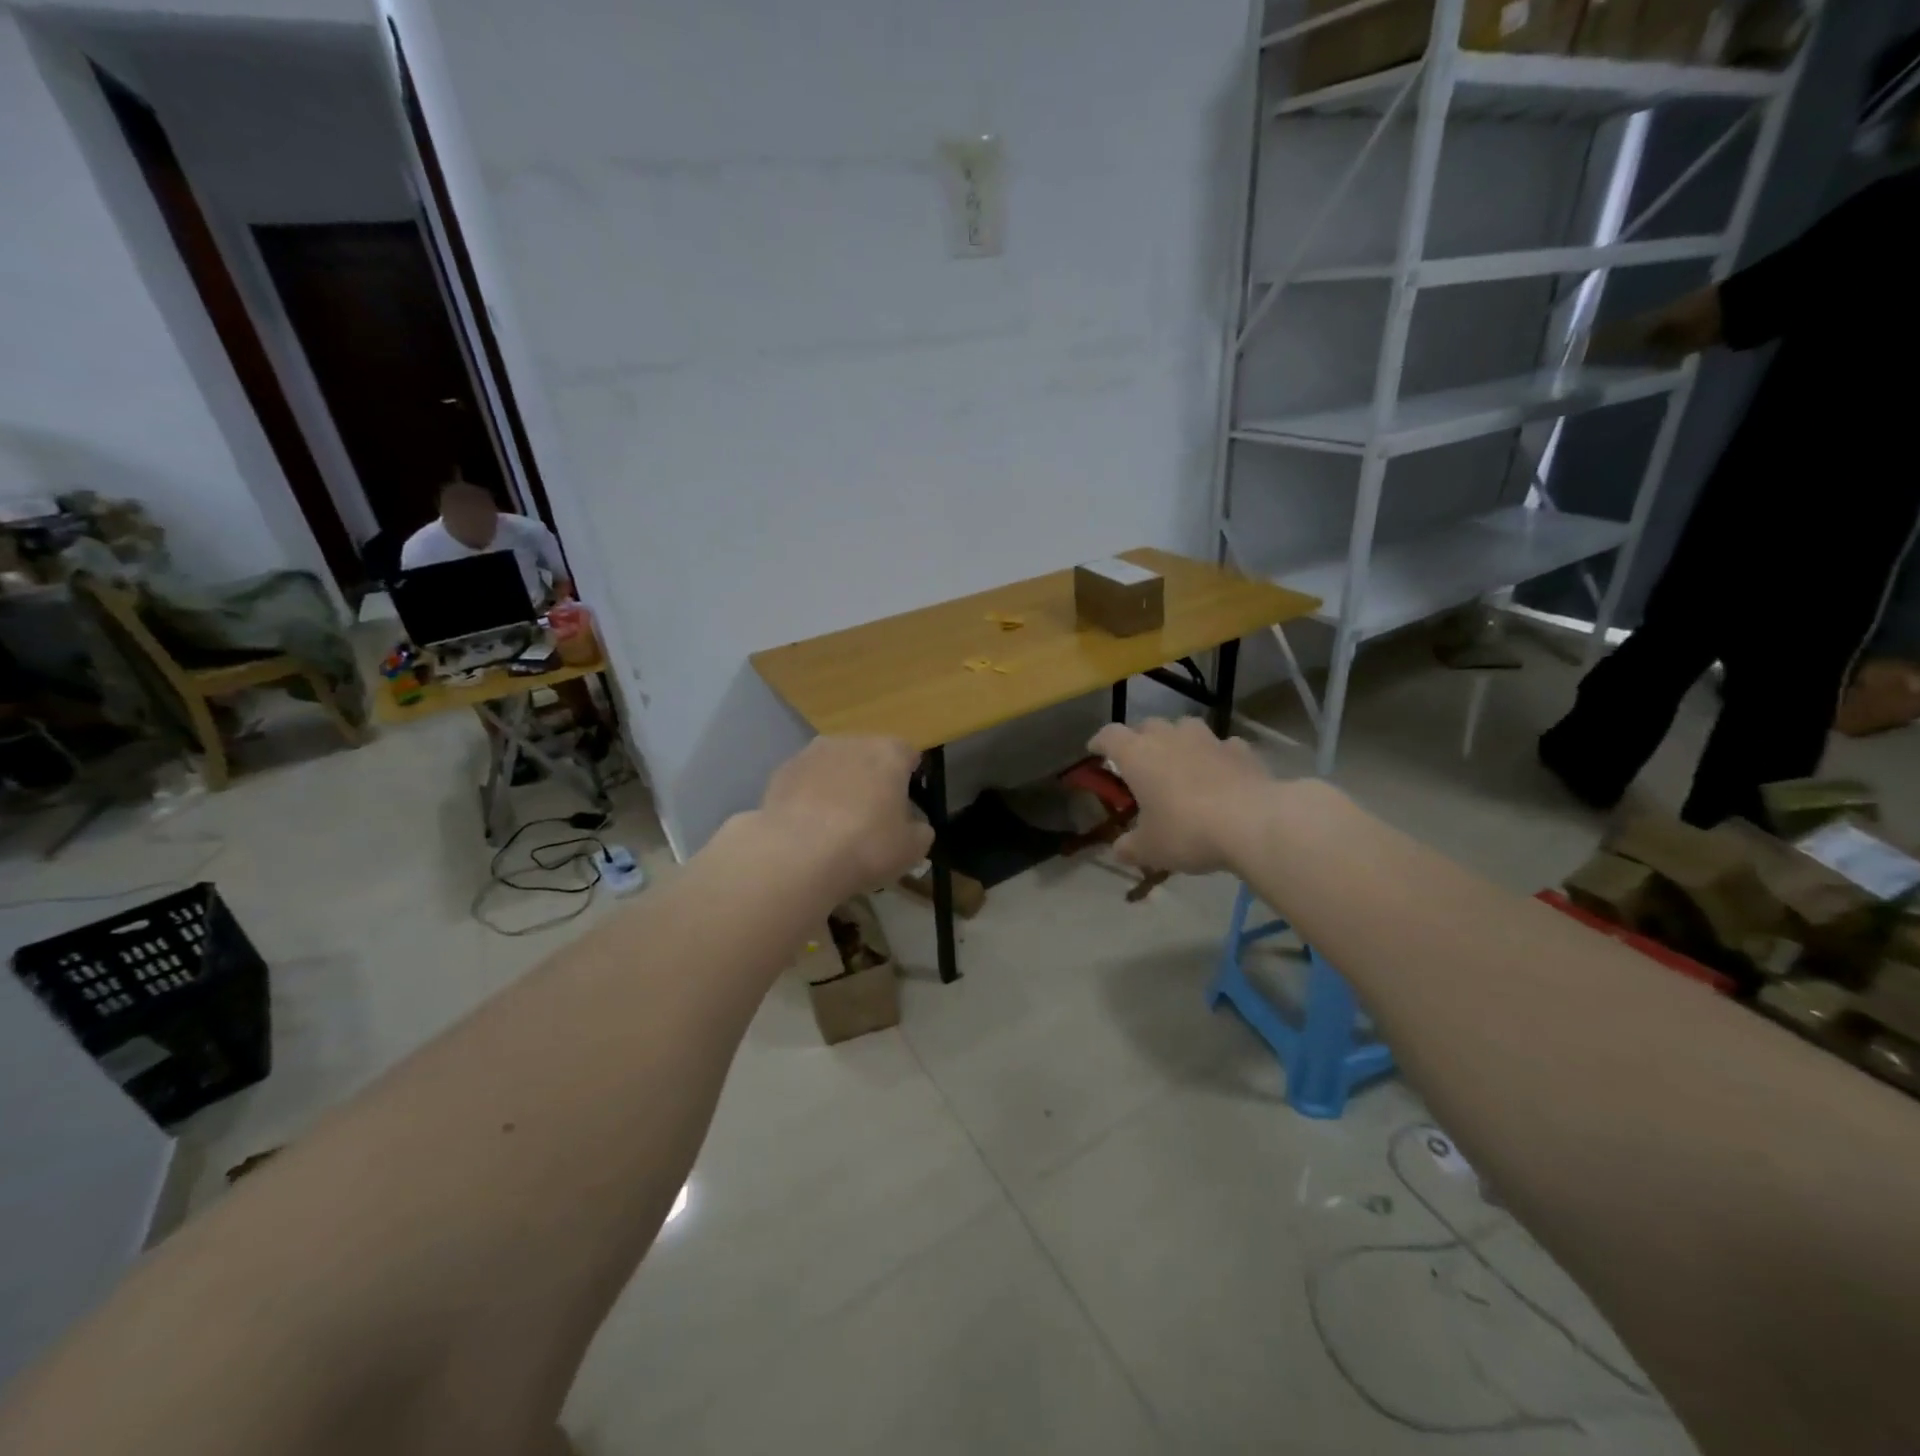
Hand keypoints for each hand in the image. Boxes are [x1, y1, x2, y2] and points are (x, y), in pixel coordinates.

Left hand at [757, 736, 933, 901]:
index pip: (908, 755)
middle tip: (871, 817)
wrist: (797, 855)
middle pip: (869, 755)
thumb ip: (920, 831)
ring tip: (834, 824)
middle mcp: (851, 742)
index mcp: (889, 753)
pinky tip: (807, 827)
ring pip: (834, 765)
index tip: (905, 805)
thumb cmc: (866, 846)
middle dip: (872, 779)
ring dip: (838, 785)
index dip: (909, 779)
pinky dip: (809, 797)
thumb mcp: (912, 849)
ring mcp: (811, 753)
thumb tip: (914, 827)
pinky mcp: (781, 771)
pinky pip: (805, 781)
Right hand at [1089, 717, 1272, 874]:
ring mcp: (1208, 740)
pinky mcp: (1241, 750)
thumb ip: (1130, 847)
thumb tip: (1119, 850)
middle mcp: (1169, 738)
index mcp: (1137, 755)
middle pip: (1147, 725)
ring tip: (1180, 760)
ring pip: (1185, 726)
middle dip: (1139, 739)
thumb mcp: (1150, 849)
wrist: (1253, 823)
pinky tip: (1220, 772)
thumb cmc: (1187, 831)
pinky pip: (1221, 745)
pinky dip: (1216, 755)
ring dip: (1178, 739)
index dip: (1100, 742)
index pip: (1110, 735)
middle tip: (1139, 761)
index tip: (1095, 751)